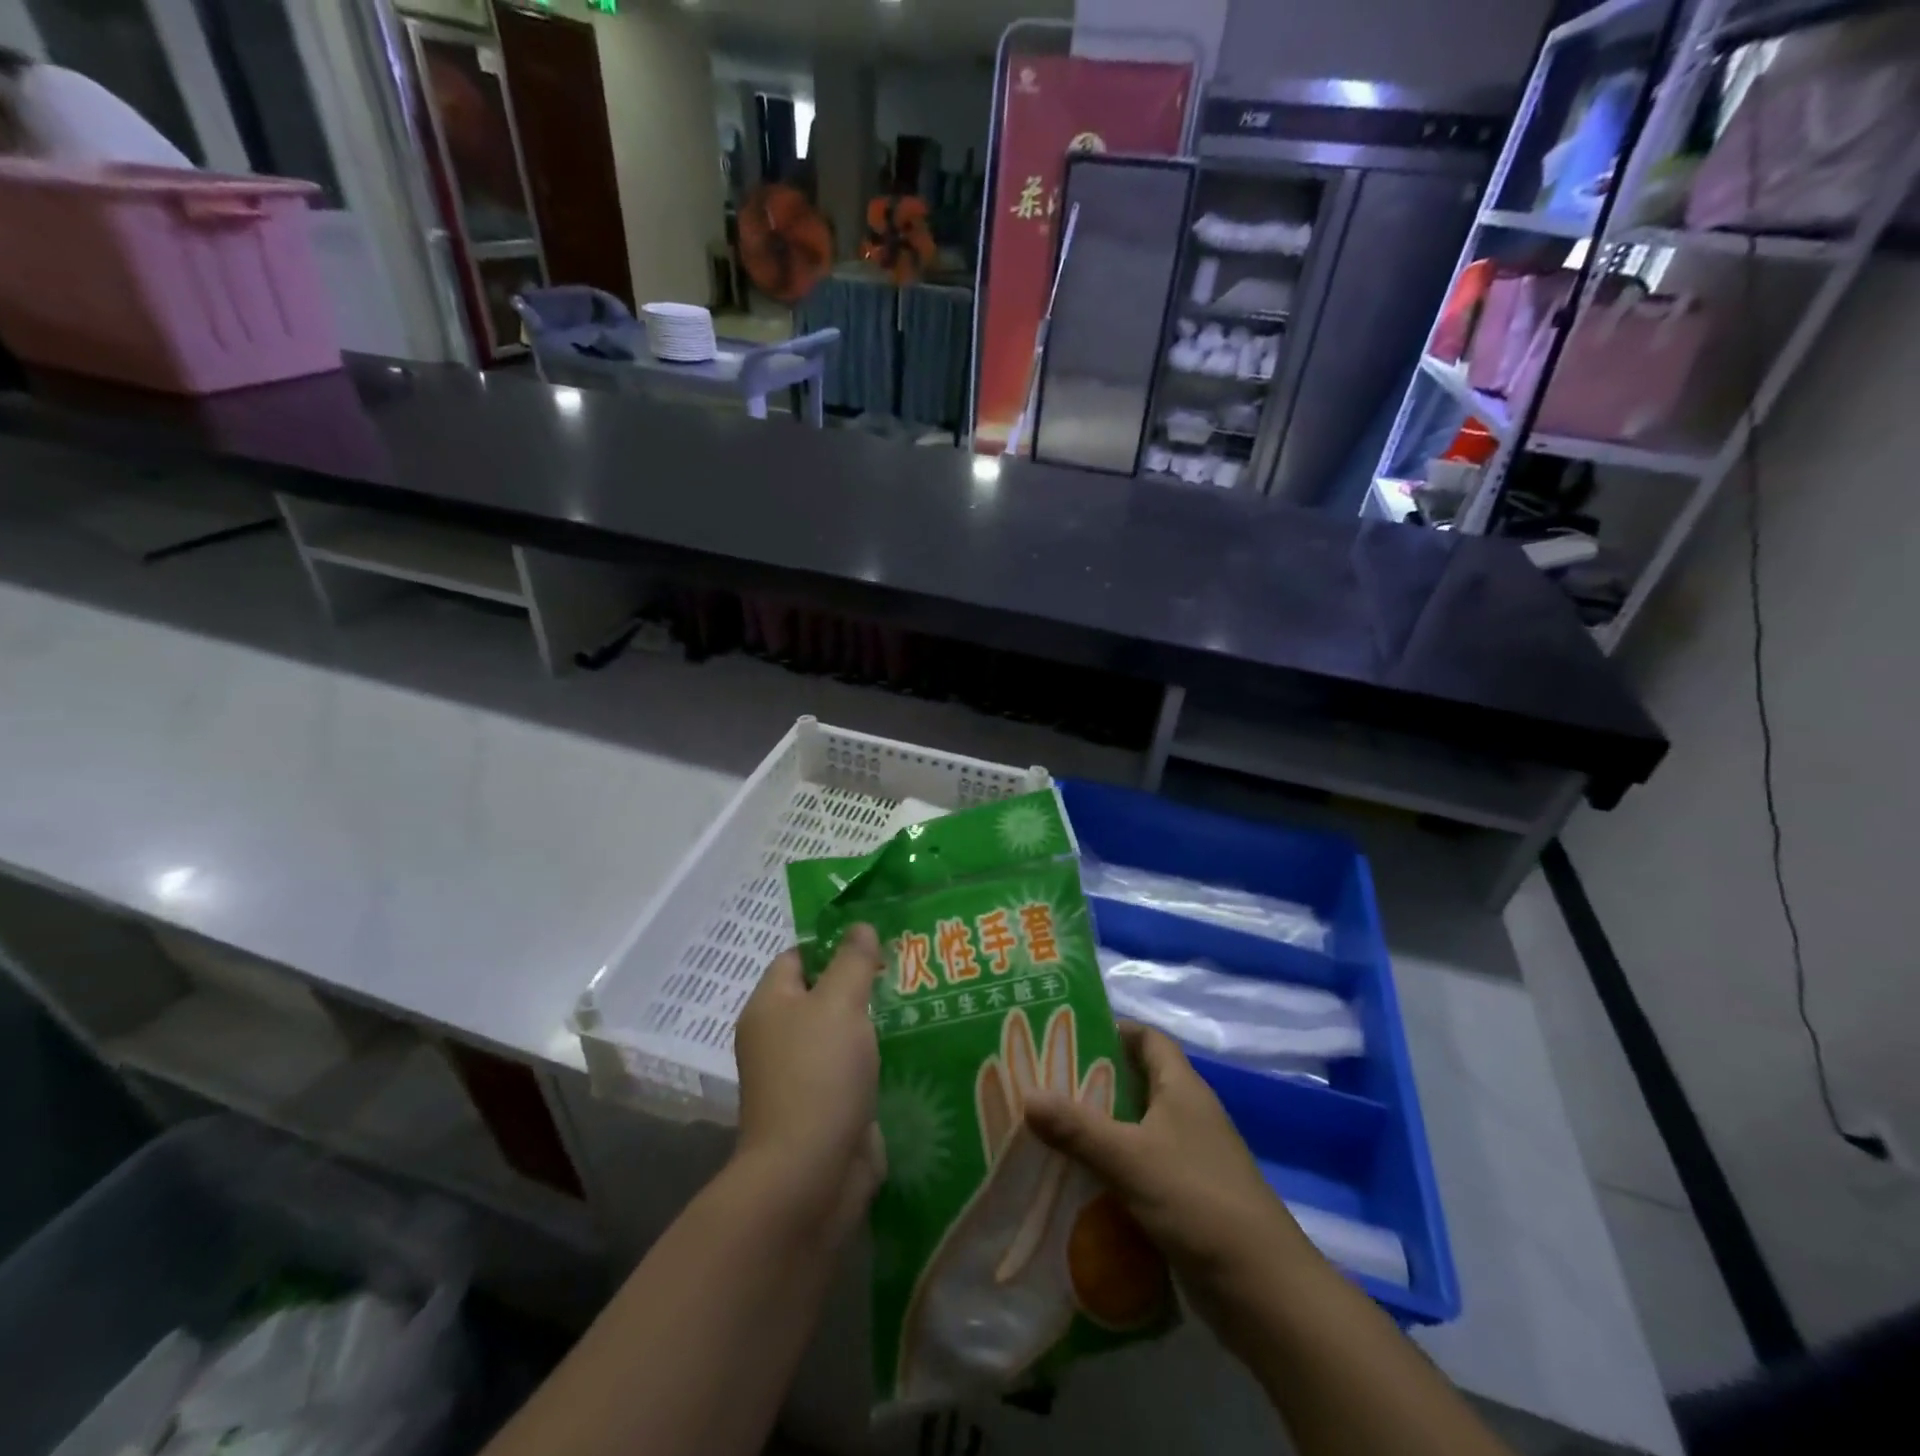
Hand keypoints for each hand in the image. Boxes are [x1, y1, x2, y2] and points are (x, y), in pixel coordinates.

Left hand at [732, 926, 886, 1242]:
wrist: (811, 1174)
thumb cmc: (818, 1074)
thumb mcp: (838, 1003)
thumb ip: (852, 961)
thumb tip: (858, 926)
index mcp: (771, 1007)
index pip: (798, 957)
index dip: (833, 943)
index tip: (877, 937)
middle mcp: (781, 1038)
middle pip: (823, 994)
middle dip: (862, 981)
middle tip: (907, 964)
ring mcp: (805, 1075)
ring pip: (844, 1033)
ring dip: (876, 1021)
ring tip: (920, 998)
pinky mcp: (831, 1105)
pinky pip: (857, 1068)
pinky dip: (881, 1057)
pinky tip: (916, 1043)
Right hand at [1022, 1022, 1312, 1315]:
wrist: (1263, 1290)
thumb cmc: (1198, 1201)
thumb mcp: (1130, 1158)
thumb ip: (1077, 1127)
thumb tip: (1027, 1094)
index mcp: (1182, 1088)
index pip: (1148, 1039)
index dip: (1112, 1030)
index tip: (1066, 1034)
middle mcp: (1187, 1114)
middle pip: (1136, 1082)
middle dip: (1092, 1082)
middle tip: (1042, 1083)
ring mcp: (1190, 1158)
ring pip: (1135, 1129)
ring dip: (1098, 1130)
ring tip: (1047, 1130)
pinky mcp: (1186, 1199)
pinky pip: (1140, 1170)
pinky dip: (1111, 1170)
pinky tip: (1075, 1181)